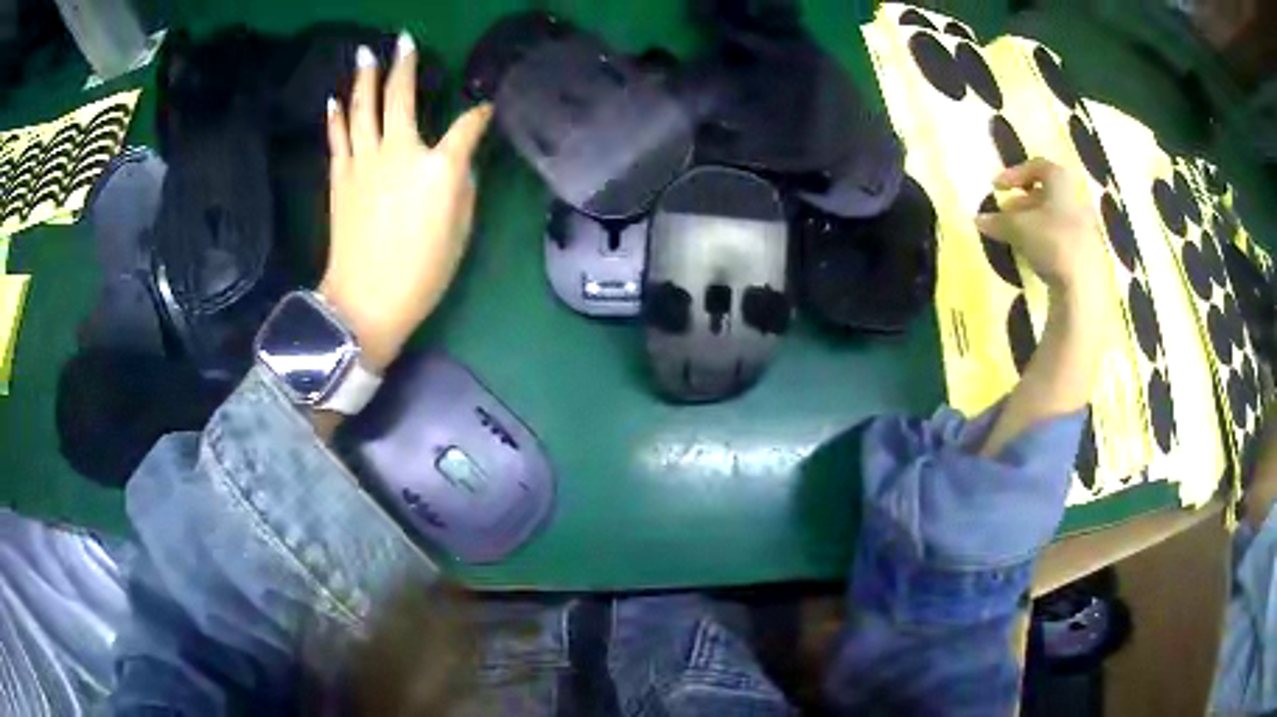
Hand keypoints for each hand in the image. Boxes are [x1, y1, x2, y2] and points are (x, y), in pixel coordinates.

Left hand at [319, 33, 493, 373]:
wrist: (365, 302)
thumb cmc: (422, 273)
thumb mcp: (460, 231)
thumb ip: (462, 186)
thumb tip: (457, 162)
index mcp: (438, 168)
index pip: (467, 127)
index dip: (479, 115)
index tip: (485, 109)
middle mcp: (400, 152)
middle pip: (400, 98)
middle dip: (404, 65)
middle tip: (404, 39)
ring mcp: (364, 162)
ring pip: (362, 108)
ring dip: (365, 77)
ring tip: (366, 53)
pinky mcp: (341, 177)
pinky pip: (338, 137)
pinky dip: (336, 115)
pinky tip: (335, 98)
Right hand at [975, 158, 1103, 292]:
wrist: (1085, 287)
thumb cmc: (1052, 242)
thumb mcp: (1018, 228)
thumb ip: (998, 221)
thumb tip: (978, 219)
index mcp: (1062, 180)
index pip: (1037, 166)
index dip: (1014, 174)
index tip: (997, 187)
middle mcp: (1078, 197)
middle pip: (1048, 193)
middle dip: (1024, 201)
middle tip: (1006, 214)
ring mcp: (1087, 225)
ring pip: (1056, 216)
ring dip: (1035, 222)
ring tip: (1018, 237)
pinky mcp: (1090, 251)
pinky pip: (1065, 236)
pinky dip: (1048, 239)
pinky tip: (1036, 254)